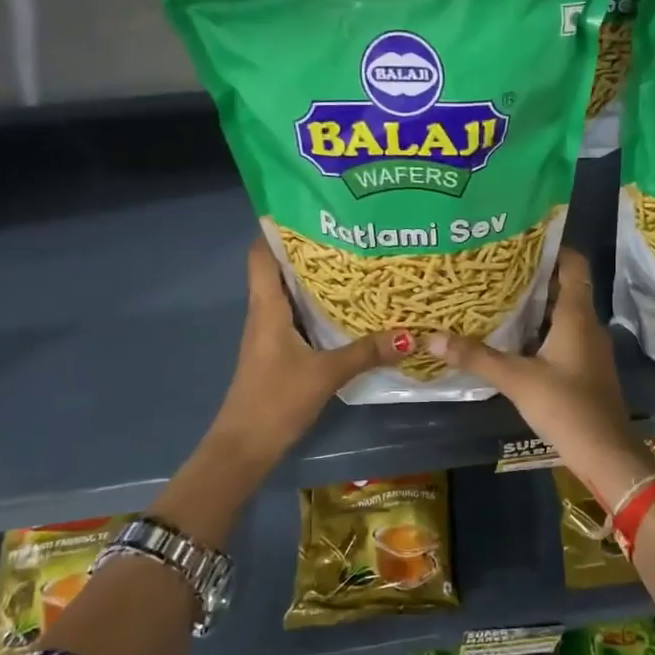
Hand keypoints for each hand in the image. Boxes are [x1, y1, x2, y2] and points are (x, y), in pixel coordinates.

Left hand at [211, 238, 407, 464]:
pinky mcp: (278, 352)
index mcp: (267, 308)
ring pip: (290, 294)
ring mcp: (270, 334)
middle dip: (309, 249)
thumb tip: (410, 334)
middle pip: (279, 269)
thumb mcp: (326, 374)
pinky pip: (297, 317)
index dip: (276, 227)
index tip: (308, 208)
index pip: (260, 254)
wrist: (244, 447)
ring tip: (354, 261)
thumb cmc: (276, 400)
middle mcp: (265, 313)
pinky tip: (346, 308)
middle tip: (348, 231)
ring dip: (315, 278)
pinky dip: (318, 306)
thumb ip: (366, 353)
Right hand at [427, 248, 654, 505]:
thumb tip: (432, 338)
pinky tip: (513, 336)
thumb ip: (476, 357)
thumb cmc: (565, 406)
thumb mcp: (516, 379)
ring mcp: (588, 347)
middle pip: (564, 286)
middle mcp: (587, 324)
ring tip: (497, 294)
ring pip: (562, 312)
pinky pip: (562, 334)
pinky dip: (540, 328)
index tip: (520, 238)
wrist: (604, 451)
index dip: (552, 247)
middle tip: (495, 265)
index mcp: (577, 315)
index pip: (573, 264)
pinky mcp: (585, 366)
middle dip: (533, 274)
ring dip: (535, 303)